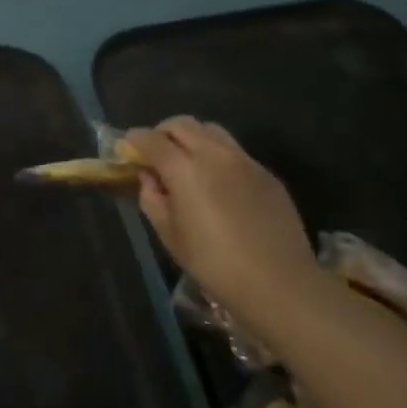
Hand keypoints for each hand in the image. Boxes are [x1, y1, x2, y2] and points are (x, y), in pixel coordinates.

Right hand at [123, 117, 322, 331]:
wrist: (279, 283)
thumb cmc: (215, 265)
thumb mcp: (170, 237)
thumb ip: (153, 199)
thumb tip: (149, 178)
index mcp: (184, 169)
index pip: (151, 139)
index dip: (134, 140)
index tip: (128, 149)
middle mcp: (214, 153)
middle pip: (182, 124)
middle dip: (163, 133)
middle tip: (157, 154)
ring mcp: (244, 160)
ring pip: (211, 130)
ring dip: (193, 138)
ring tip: (189, 163)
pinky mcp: (265, 172)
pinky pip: (235, 151)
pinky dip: (218, 156)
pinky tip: (220, 185)